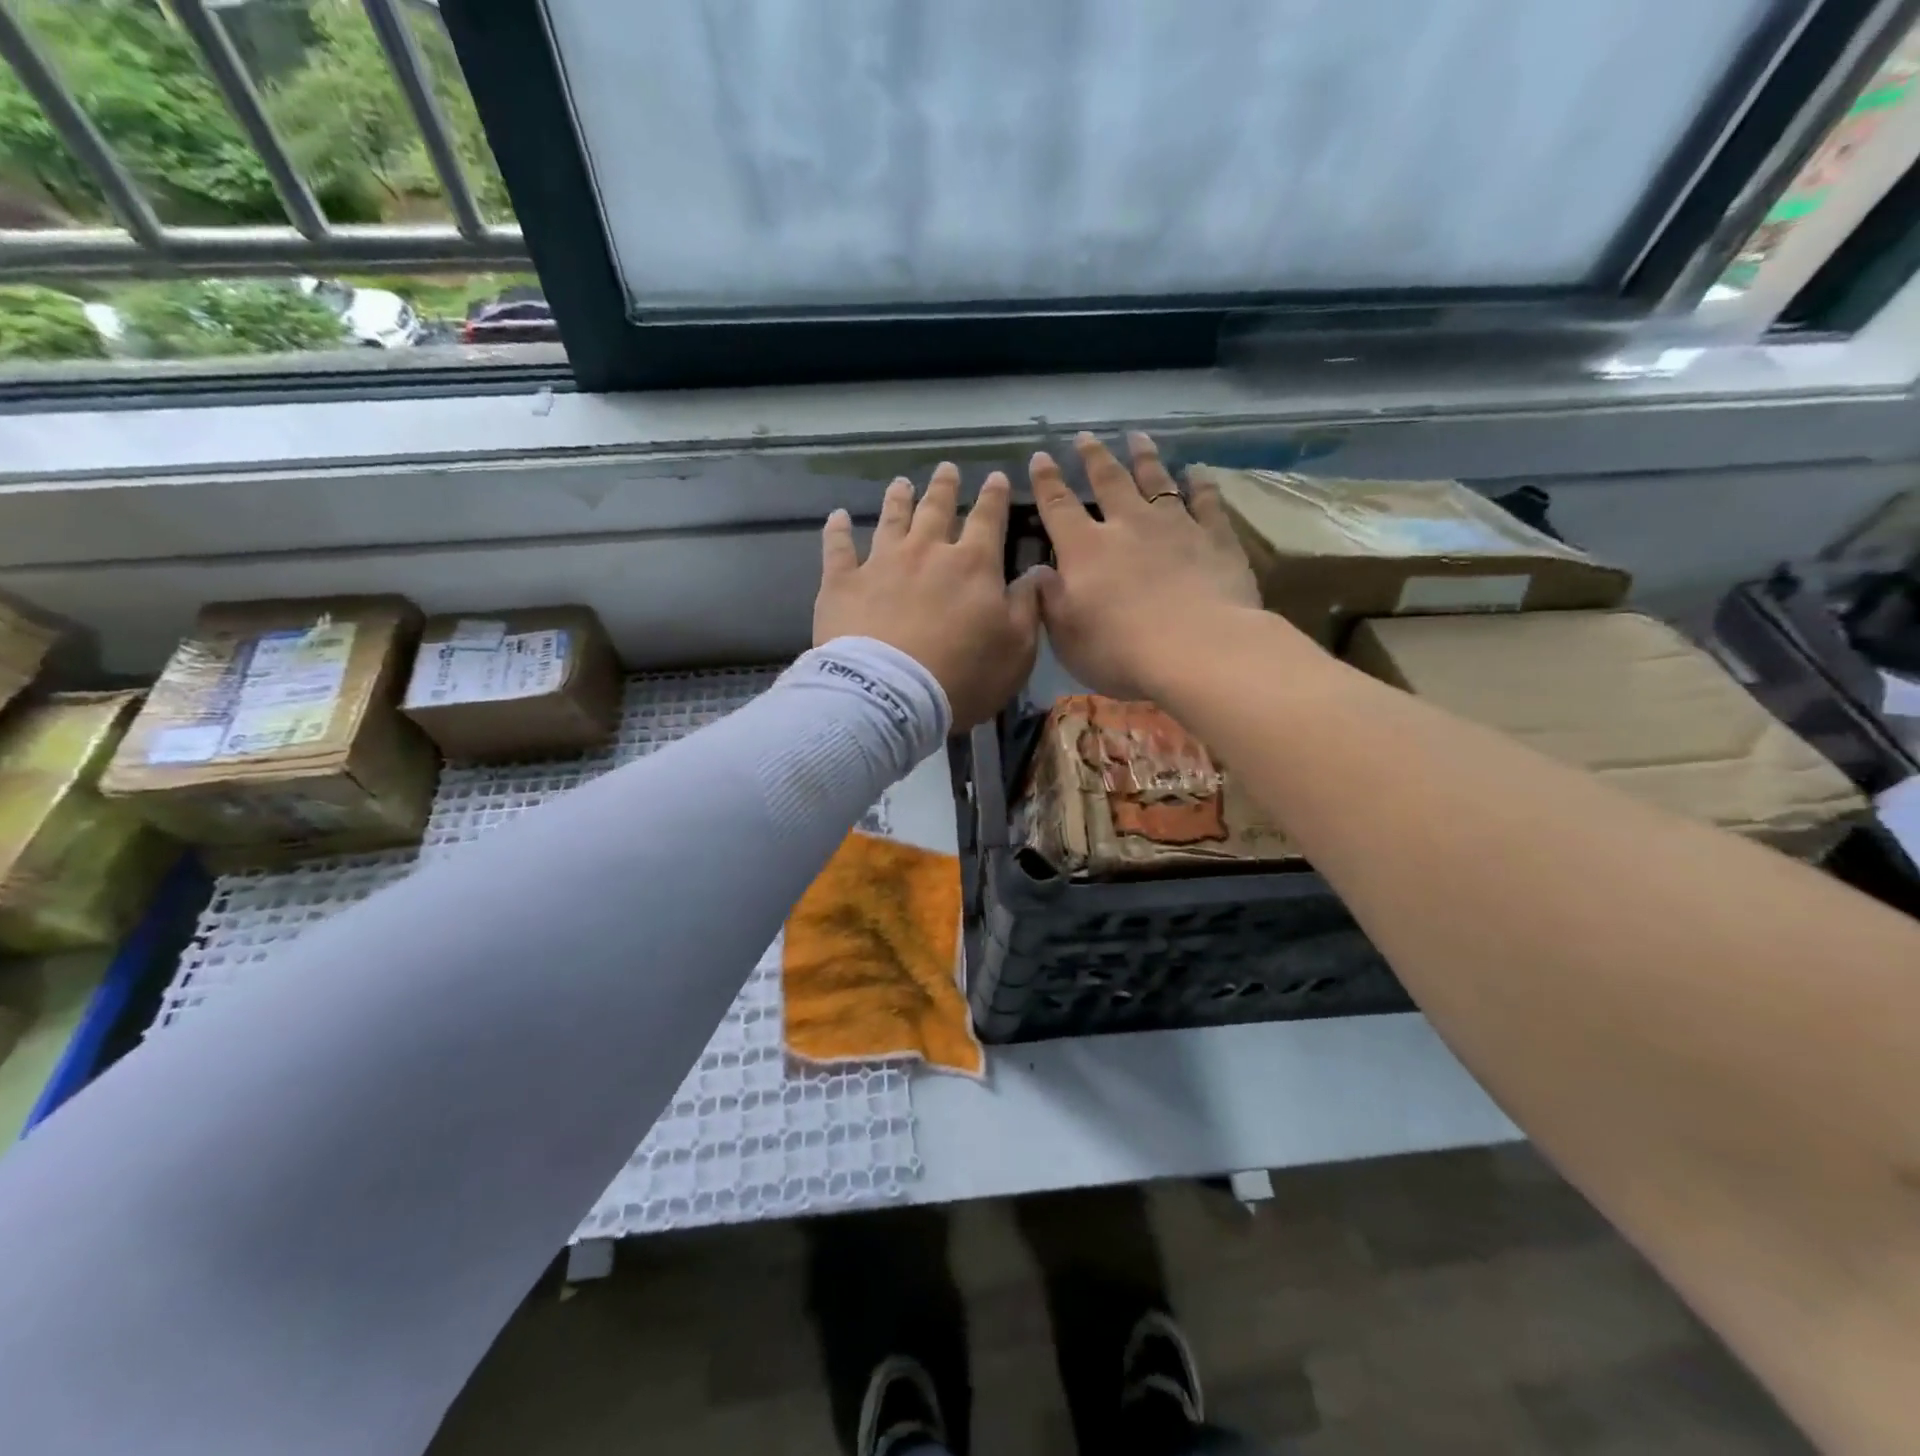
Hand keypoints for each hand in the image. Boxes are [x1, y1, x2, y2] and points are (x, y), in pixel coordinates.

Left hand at [816, 463, 1040, 728]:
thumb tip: (1037, 572)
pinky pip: (837, 547)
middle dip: (944, 487)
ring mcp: (880, 563)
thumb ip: (1027, 607)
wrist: (890, 697)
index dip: (993, 497)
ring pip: (890, 520)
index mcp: (972, 564)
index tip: (994, 477)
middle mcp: (926, 552)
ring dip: (897, 500)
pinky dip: (837, 530)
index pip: (987, 519)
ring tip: (900, 483)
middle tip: (945, 469)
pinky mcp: (842, 583)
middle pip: (936, 510)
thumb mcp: (1017, 649)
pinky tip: (837, 516)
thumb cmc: (962, 677)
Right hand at [1030, 431, 1261, 698]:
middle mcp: (1128, 525)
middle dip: (1094, 457)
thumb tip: (1037, 573)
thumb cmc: (1121, 650)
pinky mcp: (1215, 538)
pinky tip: (1197, 471)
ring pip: (1157, 481)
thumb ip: (1049, 600)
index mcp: (1085, 549)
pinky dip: (1201, 484)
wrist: (1198, 649)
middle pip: (1109, 481)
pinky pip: (1207, 501)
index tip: (1040, 457)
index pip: (1058, 506)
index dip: (1047, 482)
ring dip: (1145, 457)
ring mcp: (1175, 527)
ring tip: (1138, 437)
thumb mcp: (1066, 636)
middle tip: (1085, 436)